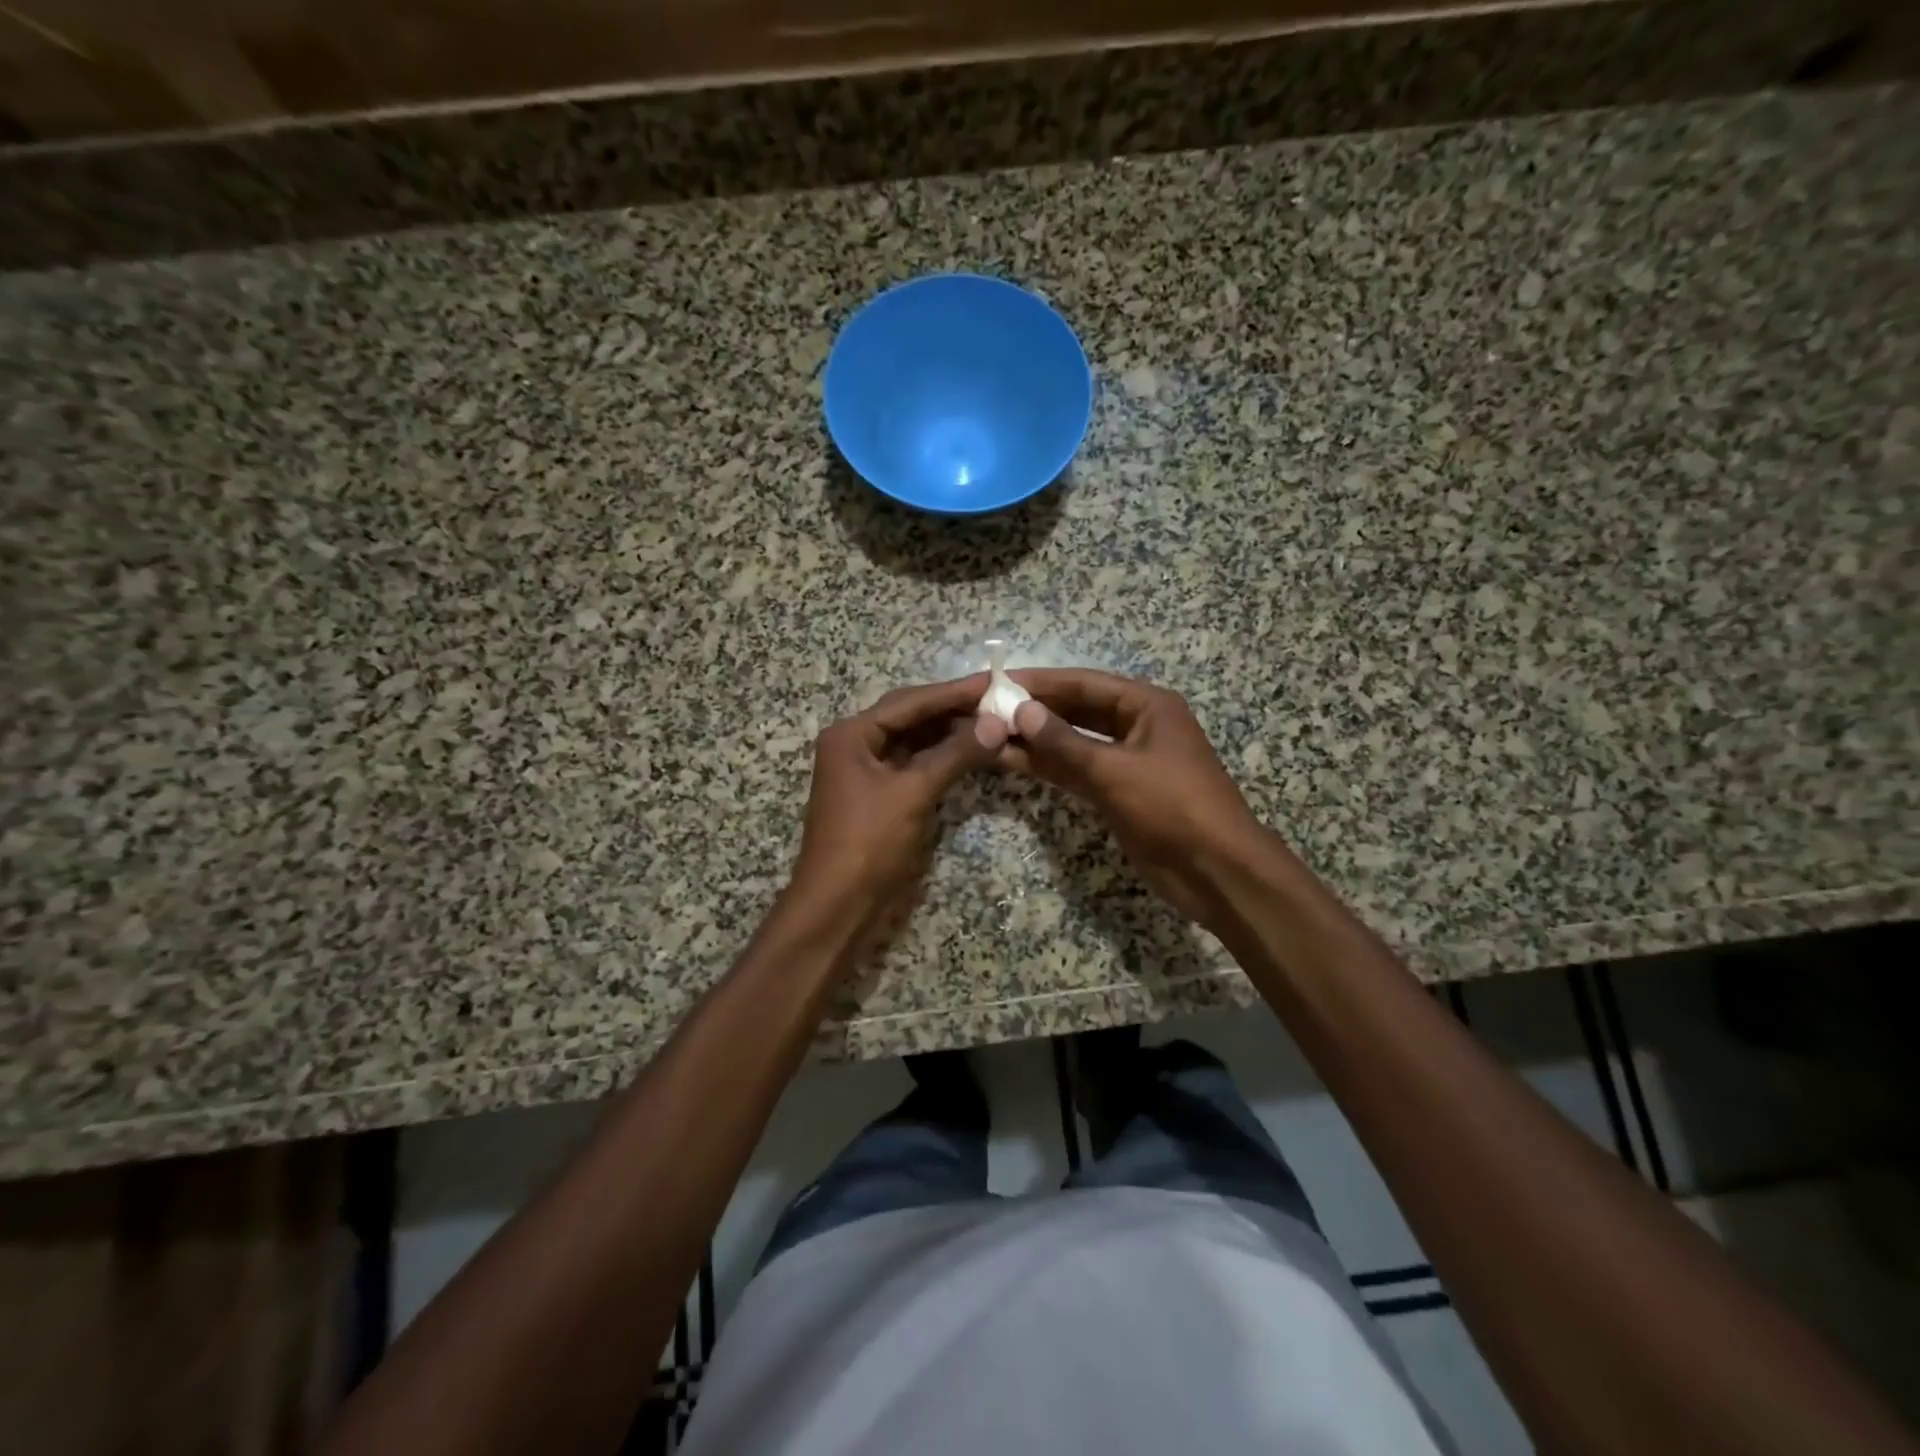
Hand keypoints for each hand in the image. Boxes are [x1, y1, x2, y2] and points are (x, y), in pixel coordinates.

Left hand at [790, 673, 1006, 917]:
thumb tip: (997, 723)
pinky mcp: (879, 795)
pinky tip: (971, 752)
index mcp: (851, 734)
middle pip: (910, 716)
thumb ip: (955, 754)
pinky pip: (913, 765)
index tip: (994, 681)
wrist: (838, 905)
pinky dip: (941, 758)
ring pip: (913, 741)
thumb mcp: (914, 793)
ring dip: (949, 734)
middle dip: (952, 709)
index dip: (953, 692)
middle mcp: (855, 744)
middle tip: (998, 700)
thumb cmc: (869, 843)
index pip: (910, 702)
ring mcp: (866, 771)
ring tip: (992, 723)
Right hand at [999, 669, 1264, 928]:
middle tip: (986, 708)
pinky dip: (1049, 767)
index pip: (1083, 683)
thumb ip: (1064, 741)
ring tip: (990, 734)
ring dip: (1036, 740)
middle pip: (1077, 709)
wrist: (1215, 870)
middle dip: (1035, 710)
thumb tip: (1021, 711)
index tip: (997, 682)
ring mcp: (1127, 760)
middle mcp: (1136, 725)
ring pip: (1073, 742)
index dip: (1040, 682)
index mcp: (1146, 705)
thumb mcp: (1114, 770)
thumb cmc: (1171, 806)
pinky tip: (1012, 762)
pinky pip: (1077, 771)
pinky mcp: (1118, 792)